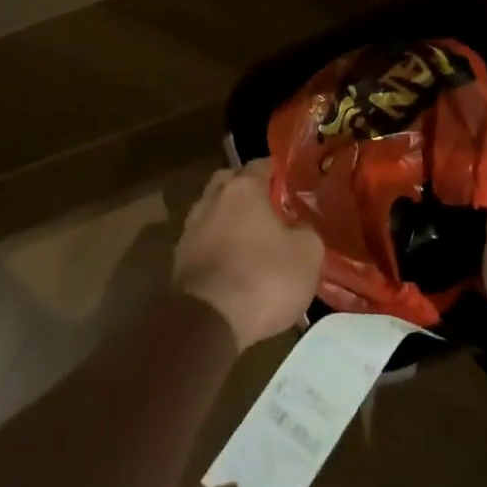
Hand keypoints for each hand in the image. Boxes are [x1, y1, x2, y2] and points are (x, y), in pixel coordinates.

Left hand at [173, 159, 323, 349]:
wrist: (208, 323)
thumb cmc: (263, 278)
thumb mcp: (307, 254)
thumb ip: (307, 231)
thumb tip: (300, 228)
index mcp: (242, 188)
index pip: (261, 164)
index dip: (279, 173)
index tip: (294, 186)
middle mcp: (211, 199)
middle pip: (230, 182)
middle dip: (248, 192)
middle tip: (271, 210)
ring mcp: (190, 229)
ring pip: (213, 212)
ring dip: (230, 222)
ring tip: (252, 242)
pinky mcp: (178, 260)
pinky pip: (204, 242)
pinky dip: (218, 248)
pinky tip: (234, 267)